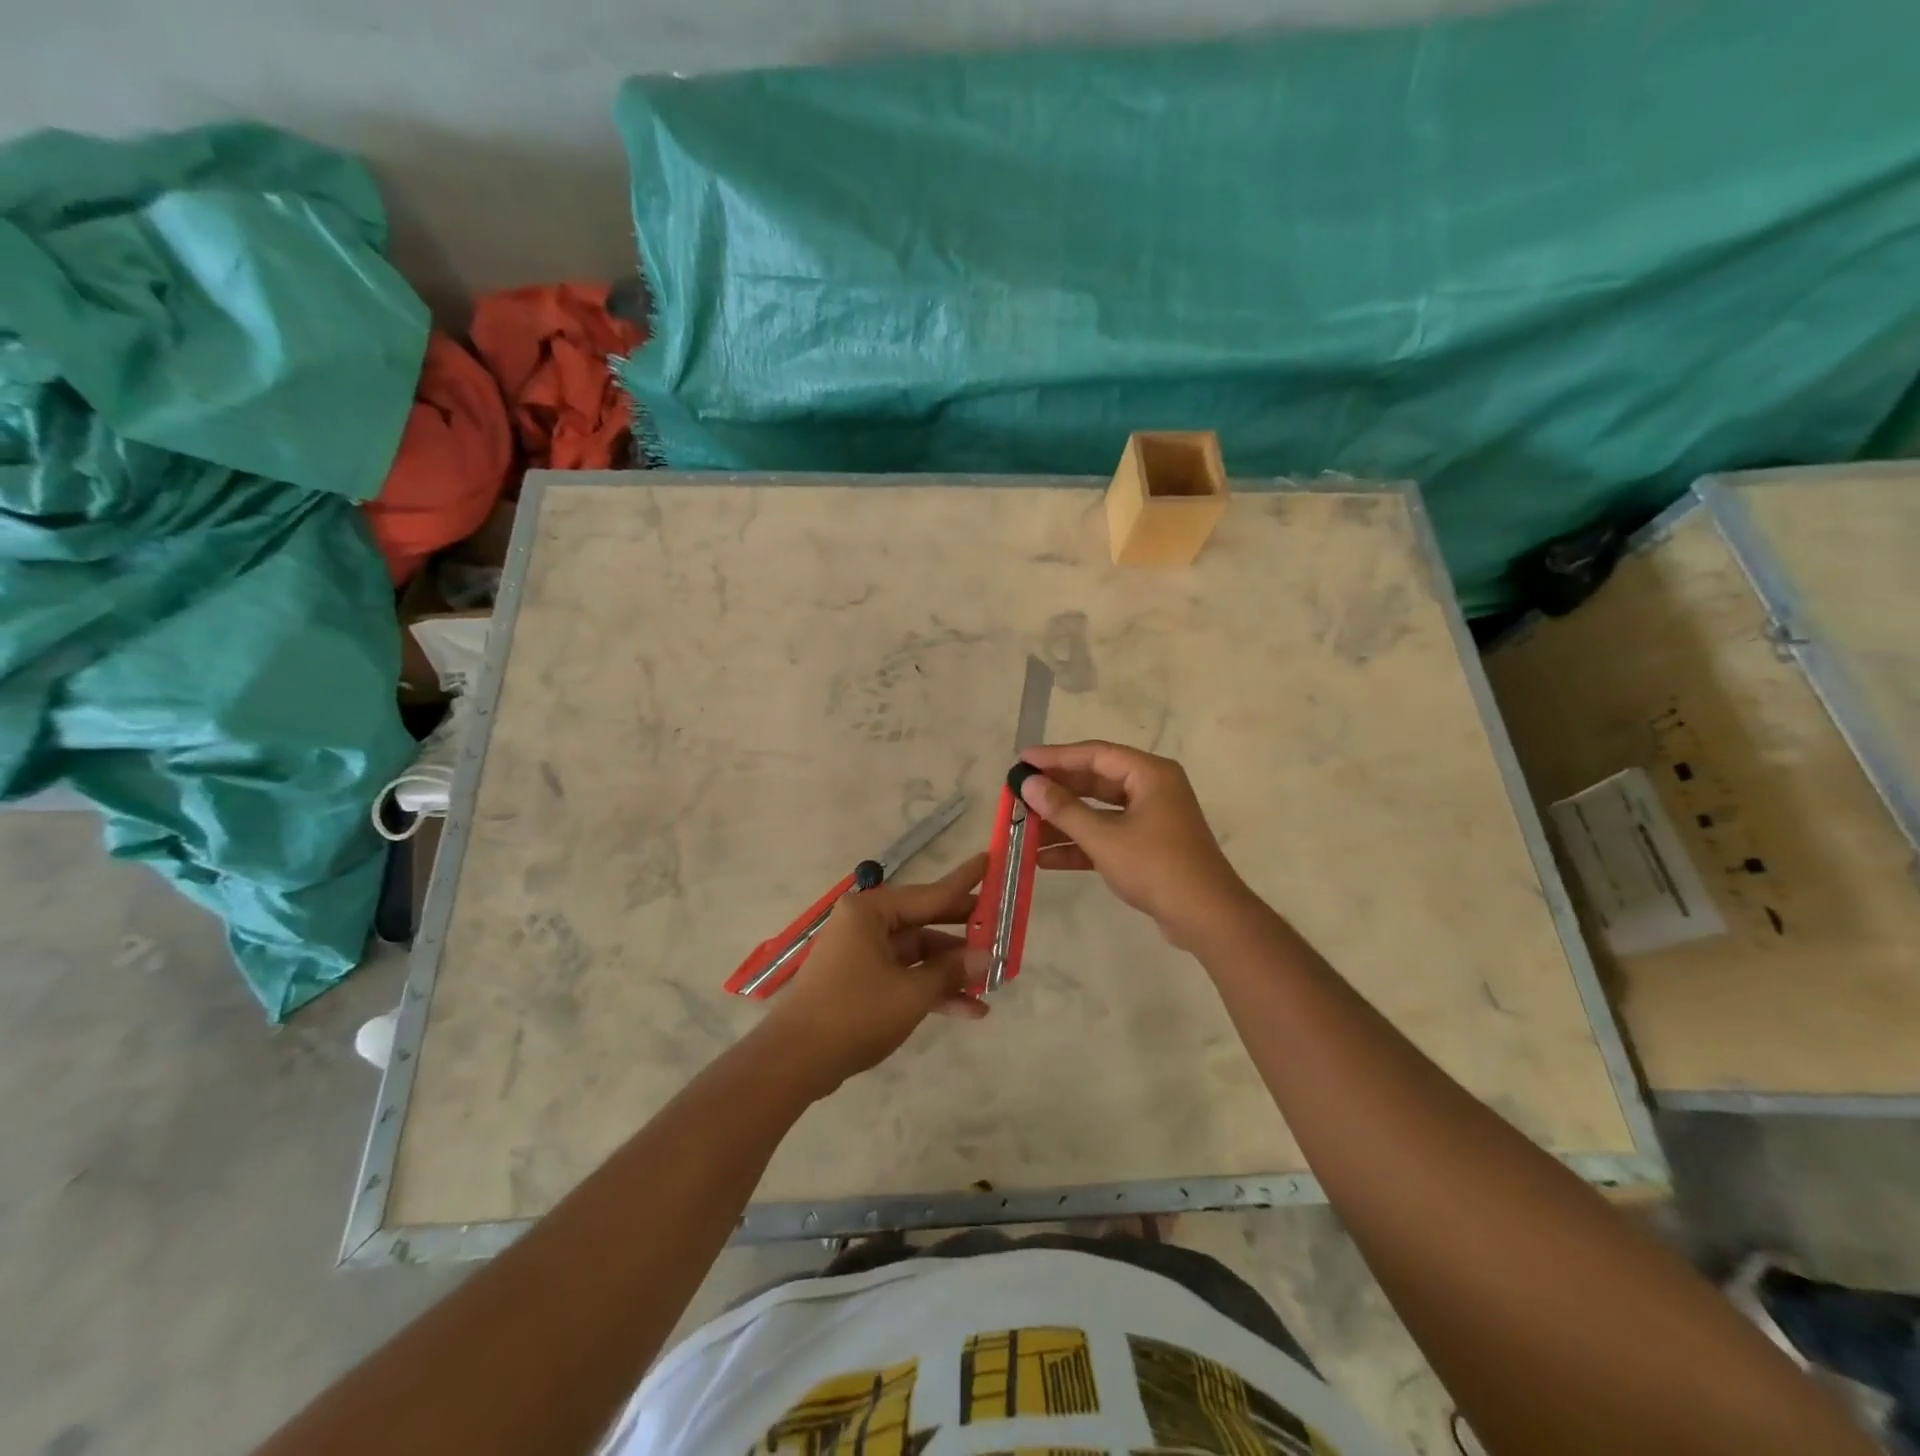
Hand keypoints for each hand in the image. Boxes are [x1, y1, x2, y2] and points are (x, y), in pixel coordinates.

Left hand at [754, 852, 989, 1094]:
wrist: (795, 1062)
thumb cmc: (854, 1013)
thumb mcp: (911, 992)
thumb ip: (951, 971)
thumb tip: (987, 956)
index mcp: (871, 911)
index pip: (930, 893)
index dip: (965, 882)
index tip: (990, 860)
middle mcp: (865, 923)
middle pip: (925, 921)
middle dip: (964, 934)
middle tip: (1002, 929)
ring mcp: (862, 953)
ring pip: (918, 953)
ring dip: (951, 970)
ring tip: (993, 982)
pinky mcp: (861, 981)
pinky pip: (904, 975)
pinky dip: (931, 989)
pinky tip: (969, 1010)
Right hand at [1018, 741, 1251, 949]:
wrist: (1206, 917)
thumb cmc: (1156, 866)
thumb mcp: (1104, 838)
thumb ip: (1063, 809)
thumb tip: (1029, 784)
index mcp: (1149, 774)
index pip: (1094, 754)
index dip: (1055, 757)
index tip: (1022, 761)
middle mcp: (1151, 789)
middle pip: (1094, 781)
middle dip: (1056, 791)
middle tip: (1019, 793)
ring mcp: (1150, 819)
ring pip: (1098, 811)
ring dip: (1063, 821)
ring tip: (1024, 828)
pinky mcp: (1147, 846)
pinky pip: (1106, 835)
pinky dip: (1079, 844)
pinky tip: (1044, 858)